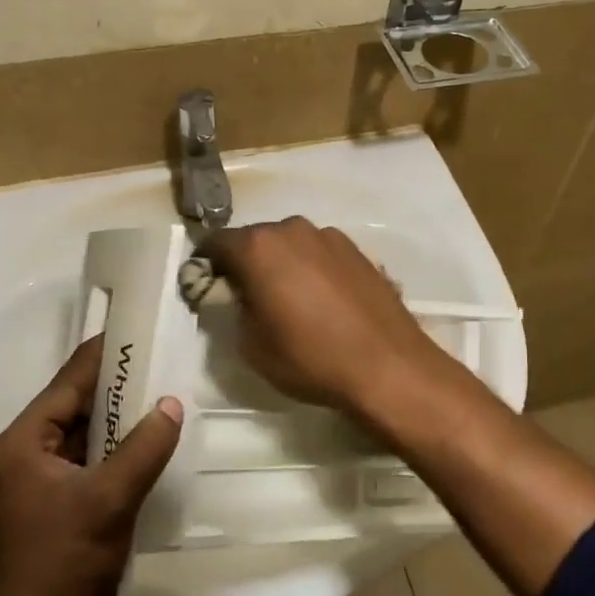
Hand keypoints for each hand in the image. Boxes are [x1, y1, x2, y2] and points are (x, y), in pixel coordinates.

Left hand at [0, 336, 183, 595]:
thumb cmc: (63, 562)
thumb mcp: (109, 499)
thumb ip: (144, 447)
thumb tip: (173, 403)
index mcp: (23, 441)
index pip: (68, 381)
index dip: (104, 355)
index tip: (139, 330)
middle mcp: (24, 452)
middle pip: (75, 405)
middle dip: (118, 387)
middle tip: (161, 361)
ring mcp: (38, 480)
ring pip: (85, 434)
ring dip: (119, 420)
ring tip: (162, 394)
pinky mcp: (54, 503)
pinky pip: (89, 461)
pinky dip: (116, 449)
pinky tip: (149, 441)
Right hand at [201, 217, 476, 419]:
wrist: (388, 365)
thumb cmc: (310, 357)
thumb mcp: (251, 344)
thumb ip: (233, 309)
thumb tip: (237, 295)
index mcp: (259, 247)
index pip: (216, 243)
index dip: (206, 265)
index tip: (207, 288)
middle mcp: (293, 229)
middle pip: (256, 239)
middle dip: (246, 263)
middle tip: (248, 298)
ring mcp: (329, 236)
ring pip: (290, 245)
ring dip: (281, 264)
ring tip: (289, 301)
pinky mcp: (358, 250)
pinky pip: (319, 254)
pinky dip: (311, 269)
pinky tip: (322, 302)